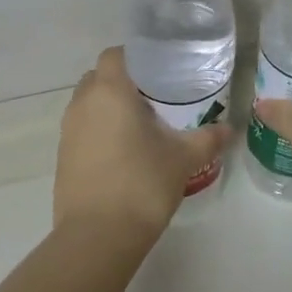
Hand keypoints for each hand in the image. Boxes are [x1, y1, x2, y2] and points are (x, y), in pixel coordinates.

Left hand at [54, 47, 232, 234]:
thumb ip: (208, 138)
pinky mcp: (62, 157)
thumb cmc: (141, 184)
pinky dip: (99, 132)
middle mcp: (82, 103)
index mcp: (109, 91)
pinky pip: (82, 130)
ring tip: (141, 126)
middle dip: (123, 82)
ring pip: (88, 104)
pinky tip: (124, 153)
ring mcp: (67, 131)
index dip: (136, 57)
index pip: (115, 54)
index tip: (161, 70)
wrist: (97, 237)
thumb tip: (230, 129)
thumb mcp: (183, 159)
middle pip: (99, 77)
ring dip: (109, 108)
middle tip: (155, 97)